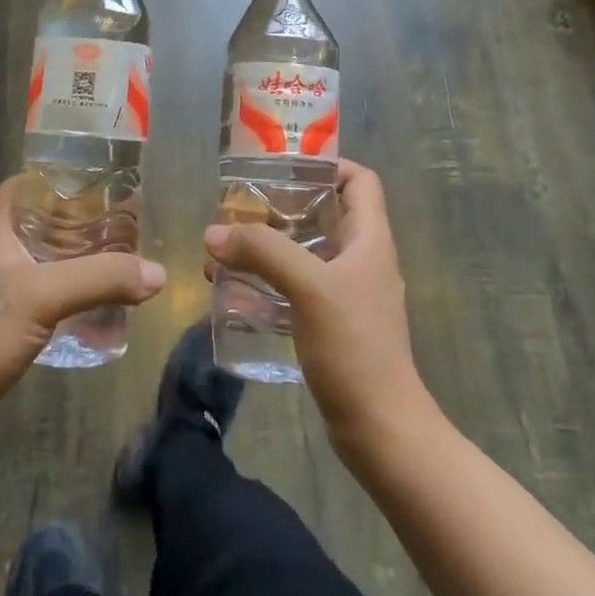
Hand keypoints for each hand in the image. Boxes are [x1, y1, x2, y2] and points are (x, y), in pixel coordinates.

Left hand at [0, 176, 166, 444]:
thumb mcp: (42, 297)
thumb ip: (101, 279)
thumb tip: (159, 274)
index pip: (33, 182)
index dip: (69, 179)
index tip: (109, 186)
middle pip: (43, 221)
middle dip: (83, 224)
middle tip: (125, 228)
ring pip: (42, 259)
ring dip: (76, 261)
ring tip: (118, 264)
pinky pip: (39, 292)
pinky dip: (66, 292)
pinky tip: (93, 307)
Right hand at [205, 160, 429, 459]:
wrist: (381, 430)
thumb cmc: (355, 347)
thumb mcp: (309, 287)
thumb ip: (263, 252)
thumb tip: (213, 233)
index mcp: (370, 239)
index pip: (360, 180)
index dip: (327, 164)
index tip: (283, 167)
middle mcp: (363, 259)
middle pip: (326, 214)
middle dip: (282, 206)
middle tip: (240, 207)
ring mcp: (349, 294)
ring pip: (307, 253)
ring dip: (269, 247)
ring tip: (226, 250)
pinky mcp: (334, 325)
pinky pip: (298, 288)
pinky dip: (270, 282)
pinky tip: (236, 292)